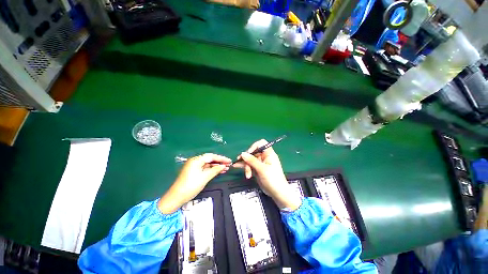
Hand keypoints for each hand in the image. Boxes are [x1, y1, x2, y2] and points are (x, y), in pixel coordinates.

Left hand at [158, 153, 230, 213]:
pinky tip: (219, 171)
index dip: (221, 158)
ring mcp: (194, 166)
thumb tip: (223, 166)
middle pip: (210, 159)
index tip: (229, 161)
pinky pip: (205, 168)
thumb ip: (215, 170)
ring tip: (226, 168)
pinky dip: (212, 170)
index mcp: (196, 160)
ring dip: (217, 166)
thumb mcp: (205, 177)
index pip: (211, 156)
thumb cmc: (191, 186)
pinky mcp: (194, 172)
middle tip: (229, 164)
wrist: (176, 197)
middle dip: (220, 162)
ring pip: (208, 164)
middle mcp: (195, 161)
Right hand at [234, 140, 301, 210]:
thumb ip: (252, 161)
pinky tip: (237, 166)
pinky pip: (249, 165)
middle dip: (247, 158)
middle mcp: (264, 157)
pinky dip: (244, 166)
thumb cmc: (273, 179)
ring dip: (245, 164)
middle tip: (240, 162)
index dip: (254, 147)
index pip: (261, 144)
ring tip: (239, 168)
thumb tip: (242, 153)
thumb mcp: (262, 169)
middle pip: (253, 153)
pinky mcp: (257, 169)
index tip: (248, 153)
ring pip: (250, 159)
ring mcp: (260, 163)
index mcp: (269, 154)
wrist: (277, 193)